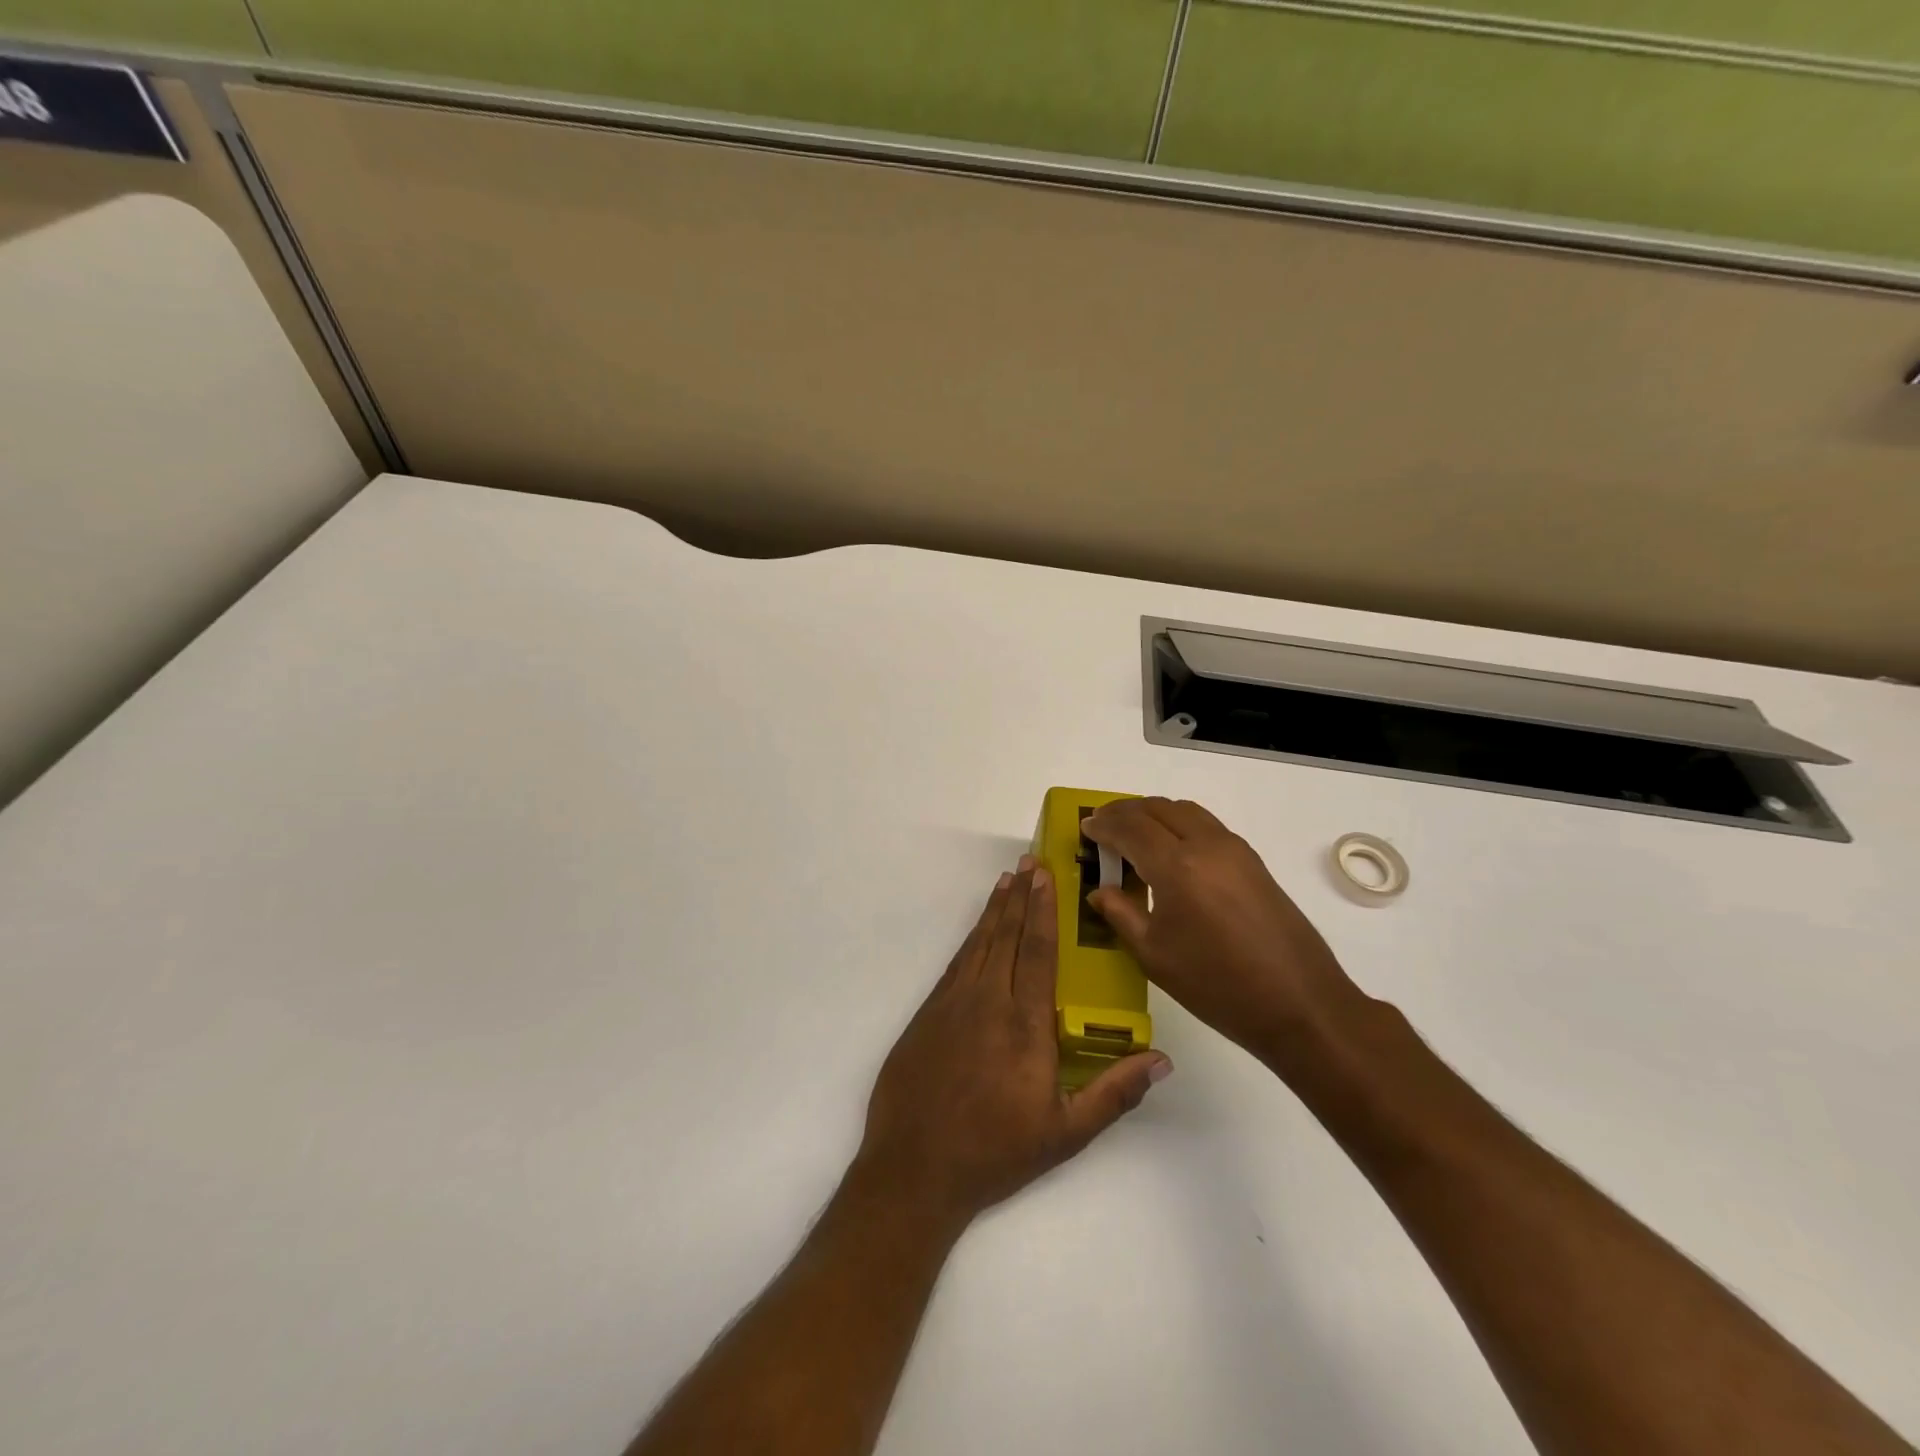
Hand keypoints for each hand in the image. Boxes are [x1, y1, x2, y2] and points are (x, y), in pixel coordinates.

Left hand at [855, 858, 1170, 1228]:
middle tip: (1029, 861)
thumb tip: (1162, 1060)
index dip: (1043, 909)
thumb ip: (1114, 1093)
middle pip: (1007, 936)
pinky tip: (978, 930)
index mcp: (1025, 1024)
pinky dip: (970, 939)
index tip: (1045, 876)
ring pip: (979, 943)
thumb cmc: (996, 1151)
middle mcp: (988, 1001)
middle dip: (1020, 896)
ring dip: (994, 910)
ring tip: (1006, 880)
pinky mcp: (927, 1013)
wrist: (914, 1168)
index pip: (1039, 951)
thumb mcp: (1065, 1132)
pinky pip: (956, 963)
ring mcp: (952, 1004)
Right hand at [1084, 798, 1367, 1064]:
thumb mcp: (1155, 955)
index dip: (1103, 825)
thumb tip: (1099, 891)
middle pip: (1158, 808)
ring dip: (1153, 814)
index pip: (1130, 827)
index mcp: (1177, 866)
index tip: (1085, 829)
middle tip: (1103, 827)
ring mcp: (1235, 849)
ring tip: (1133, 834)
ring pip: (1185, 810)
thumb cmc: (1217, 985)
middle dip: (1125, 812)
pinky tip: (1170, 852)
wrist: (1300, 1004)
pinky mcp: (1253, 861)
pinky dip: (1179, 824)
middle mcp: (1206, 844)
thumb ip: (1121, 914)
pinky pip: (1206, 825)